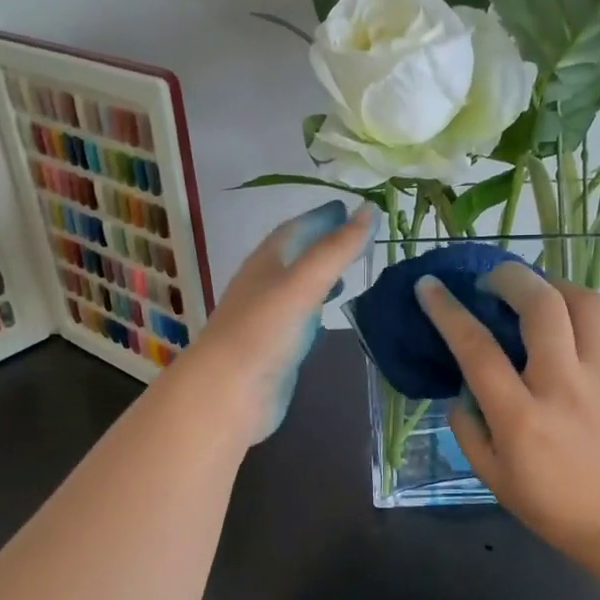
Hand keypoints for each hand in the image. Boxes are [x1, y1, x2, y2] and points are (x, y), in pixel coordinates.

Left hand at [182, 200, 376, 442]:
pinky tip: (331, 313)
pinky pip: (301, 317)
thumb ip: (337, 249)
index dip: (322, 217)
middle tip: (357, 235)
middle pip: (296, 255)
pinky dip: (318, 307)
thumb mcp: (303, 283)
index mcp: (266, 262)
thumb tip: (370, 209)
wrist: (228, 393)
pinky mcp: (276, 347)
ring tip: (351, 270)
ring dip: (322, 275)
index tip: (351, 207)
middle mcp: (264, 285)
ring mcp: (269, 318)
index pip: (296, 229)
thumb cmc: (263, 331)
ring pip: (299, 286)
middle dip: (324, 242)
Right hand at [415, 262, 599, 562]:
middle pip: (540, 305)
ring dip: (551, 284)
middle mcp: (563, 386)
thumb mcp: (493, 477)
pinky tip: (566, 319)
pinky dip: (581, 309)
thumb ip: (468, 429)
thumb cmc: (553, 506)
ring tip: (533, 292)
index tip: (429, 286)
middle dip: (509, 277)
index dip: (447, 311)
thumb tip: (463, 387)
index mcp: (521, 418)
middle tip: (490, 282)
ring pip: (583, 302)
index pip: (477, 349)